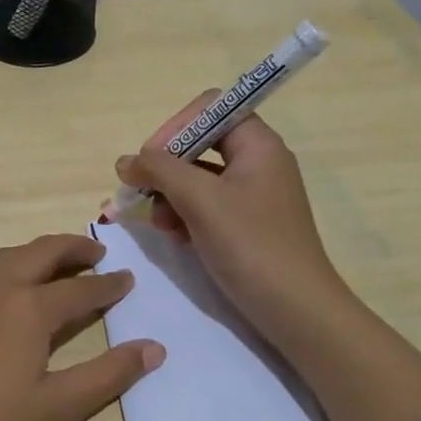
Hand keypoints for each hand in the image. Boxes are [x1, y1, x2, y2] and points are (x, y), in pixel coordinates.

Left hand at [0, 232, 164, 420]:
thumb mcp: (56, 409)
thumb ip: (108, 375)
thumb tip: (155, 348)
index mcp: (28, 308)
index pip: (79, 288)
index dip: (108, 285)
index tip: (128, 279)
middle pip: (39, 254)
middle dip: (72, 248)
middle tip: (97, 253)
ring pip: (5, 259)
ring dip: (37, 254)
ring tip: (57, 266)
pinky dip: (8, 269)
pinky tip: (10, 295)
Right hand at [115, 96, 341, 351]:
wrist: (296, 310)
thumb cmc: (251, 245)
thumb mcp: (200, 200)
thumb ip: (159, 171)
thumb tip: (125, 161)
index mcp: (257, 144)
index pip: (208, 109)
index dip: (175, 127)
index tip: (149, 160)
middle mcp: (257, 162)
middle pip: (198, 144)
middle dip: (166, 169)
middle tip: (142, 195)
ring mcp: (252, 195)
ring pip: (197, 178)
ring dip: (170, 196)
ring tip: (160, 224)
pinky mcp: (245, 224)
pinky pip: (205, 205)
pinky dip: (184, 216)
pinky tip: (175, 237)